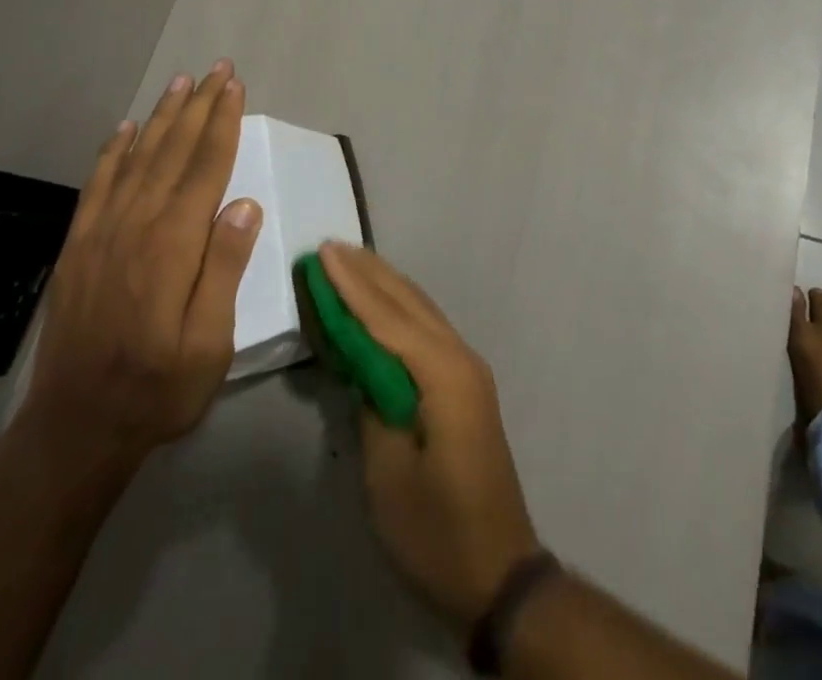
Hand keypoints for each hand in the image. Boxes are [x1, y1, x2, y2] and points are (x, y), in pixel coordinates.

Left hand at [20, 61, 260, 468]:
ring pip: (137, 158)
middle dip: (198, 106)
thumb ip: (224, 269)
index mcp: (173, 245)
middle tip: (216, 69)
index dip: (222, 123)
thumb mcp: (210, 343)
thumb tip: (244, 204)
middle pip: (172, 151)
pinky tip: (125, 130)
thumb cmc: (158, 388)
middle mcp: (136, 225)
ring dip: (160, 117)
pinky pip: (98, 184)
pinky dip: (113, 151)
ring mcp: (101, 232)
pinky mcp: (78, 246)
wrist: (75, 428)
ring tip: (180, 83)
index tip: (234, 87)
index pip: (205, 167)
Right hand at [320, 242, 542, 630]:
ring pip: (420, 310)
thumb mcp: (388, 474)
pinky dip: (398, 309)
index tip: (322, 252)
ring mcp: (467, 370)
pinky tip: (382, 303)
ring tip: (350, 260)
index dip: (350, 285)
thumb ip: (372, 404)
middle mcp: (460, 358)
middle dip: (367, 273)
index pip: (387, 318)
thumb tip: (360, 361)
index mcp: (443, 375)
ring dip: (383, 285)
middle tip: (330, 246)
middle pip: (407, 302)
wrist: (499, 574)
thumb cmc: (436, 531)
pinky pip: (426, 330)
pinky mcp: (465, 385)